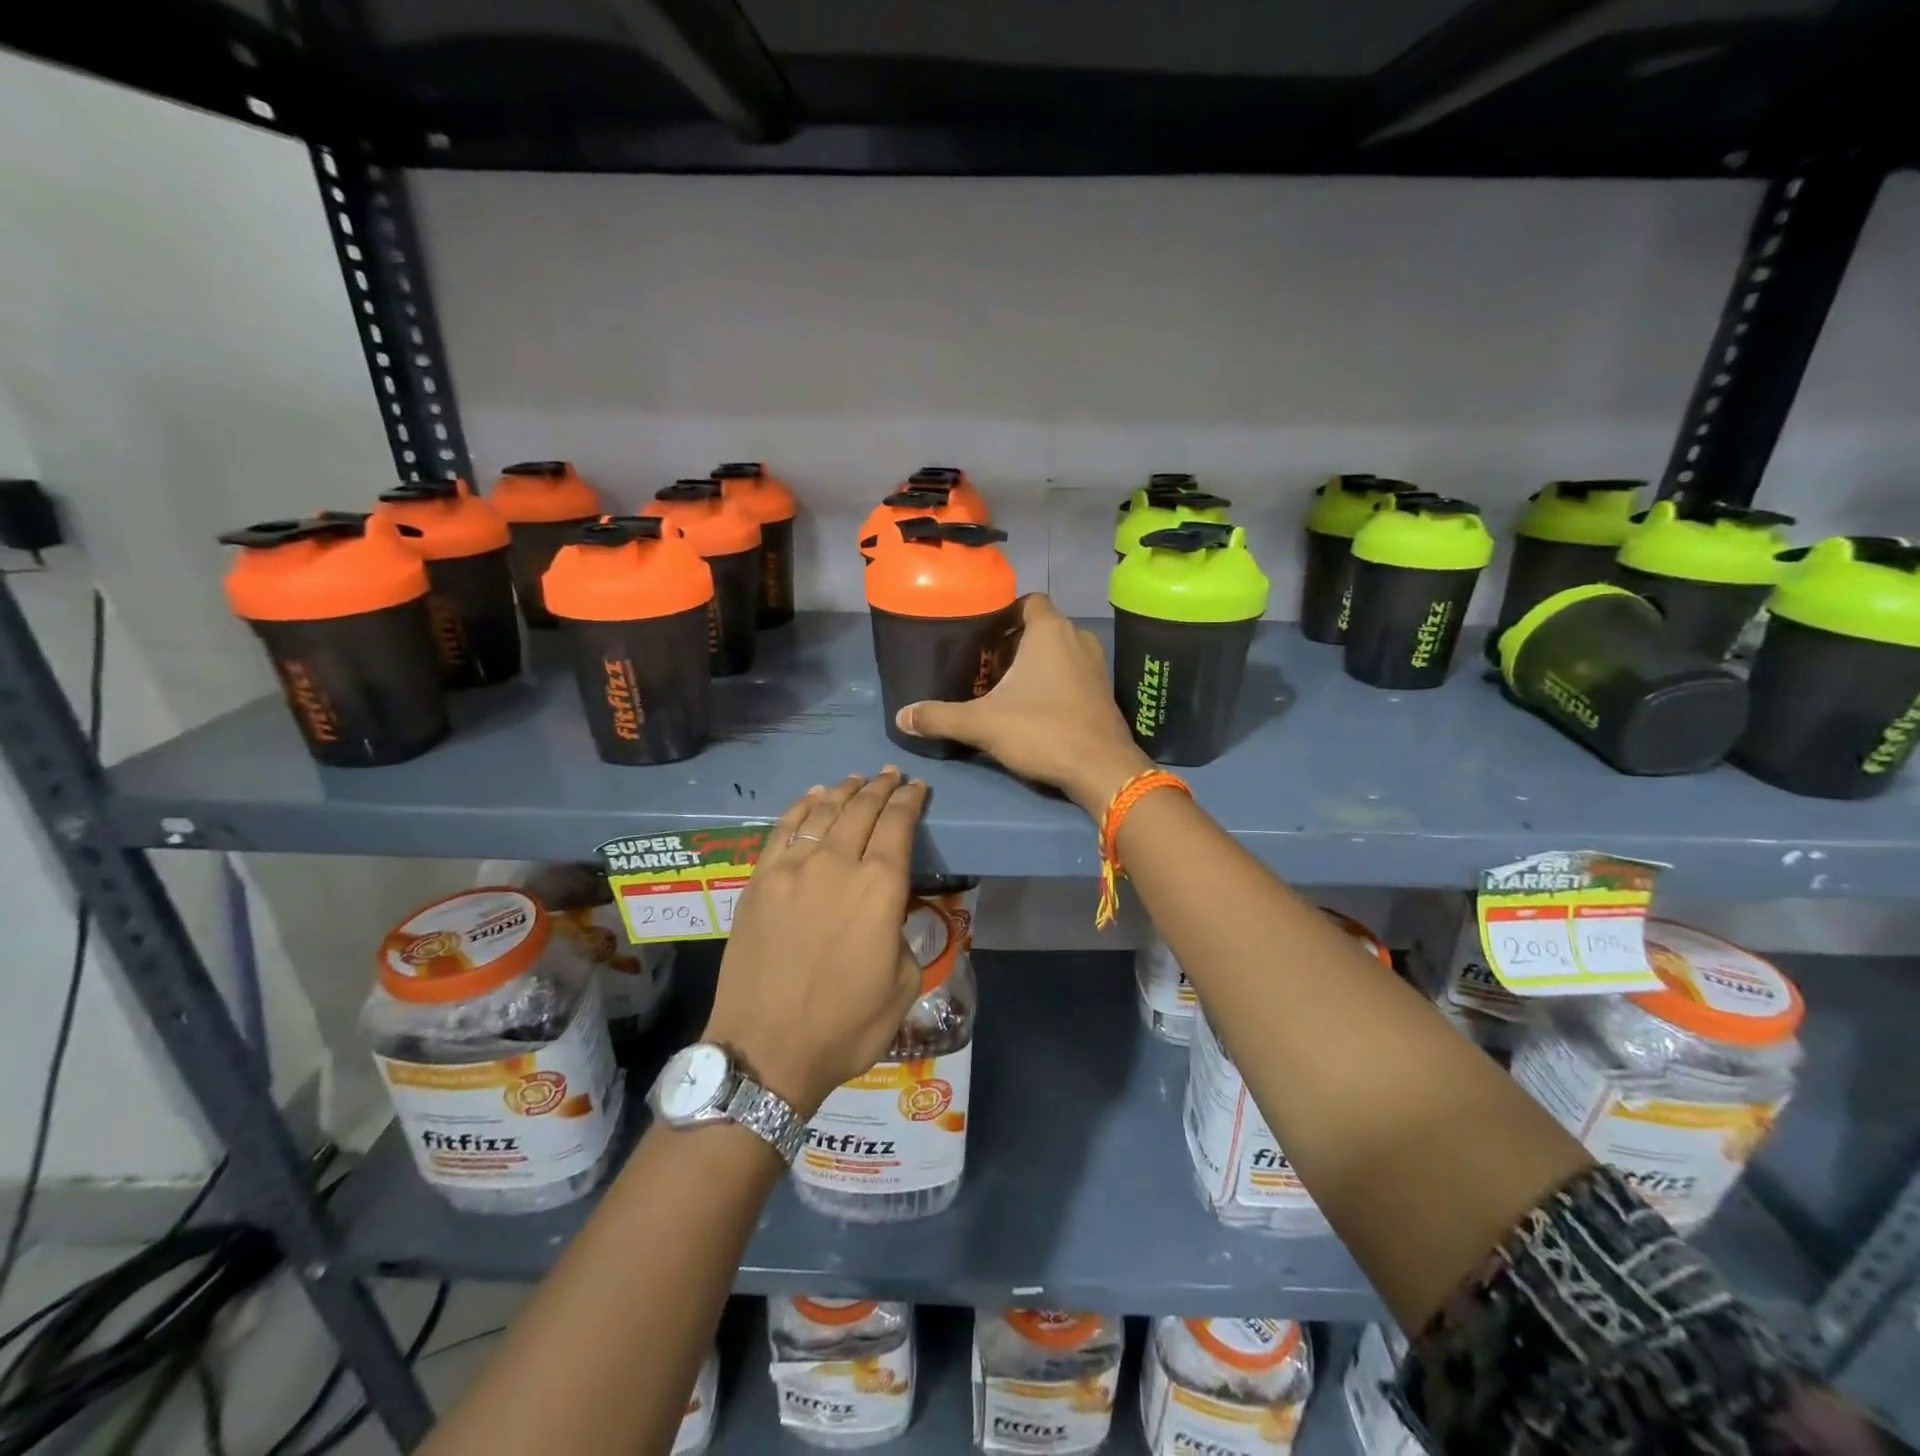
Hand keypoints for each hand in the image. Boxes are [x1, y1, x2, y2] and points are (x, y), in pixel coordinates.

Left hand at [703, 770, 928, 1117]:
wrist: (766, 1049)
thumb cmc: (845, 1025)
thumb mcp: (904, 985)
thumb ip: (904, 935)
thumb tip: (891, 915)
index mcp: (879, 888)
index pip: (898, 825)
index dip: (910, 801)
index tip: (917, 788)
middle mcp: (836, 865)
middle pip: (861, 810)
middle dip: (880, 788)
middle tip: (890, 776)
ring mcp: (791, 870)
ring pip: (822, 813)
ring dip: (843, 792)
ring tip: (855, 780)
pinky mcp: (758, 882)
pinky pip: (782, 831)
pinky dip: (801, 808)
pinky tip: (812, 798)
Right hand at [894, 594, 1149, 815]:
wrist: (1102, 769)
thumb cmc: (1042, 731)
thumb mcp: (982, 723)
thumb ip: (939, 716)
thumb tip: (901, 716)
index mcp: (1050, 631)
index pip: (1027, 601)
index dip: (1003, 613)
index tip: (980, 636)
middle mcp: (1077, 639)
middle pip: (1040, 627)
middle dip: (1012, 643)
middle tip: (984, 666)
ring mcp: (1096, 666)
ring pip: (1058, 651)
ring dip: (1033, 664)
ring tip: (1004, 688)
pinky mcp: (1104, 692)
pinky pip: (1073, 673)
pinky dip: (1053, 681)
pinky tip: (1033, 709)